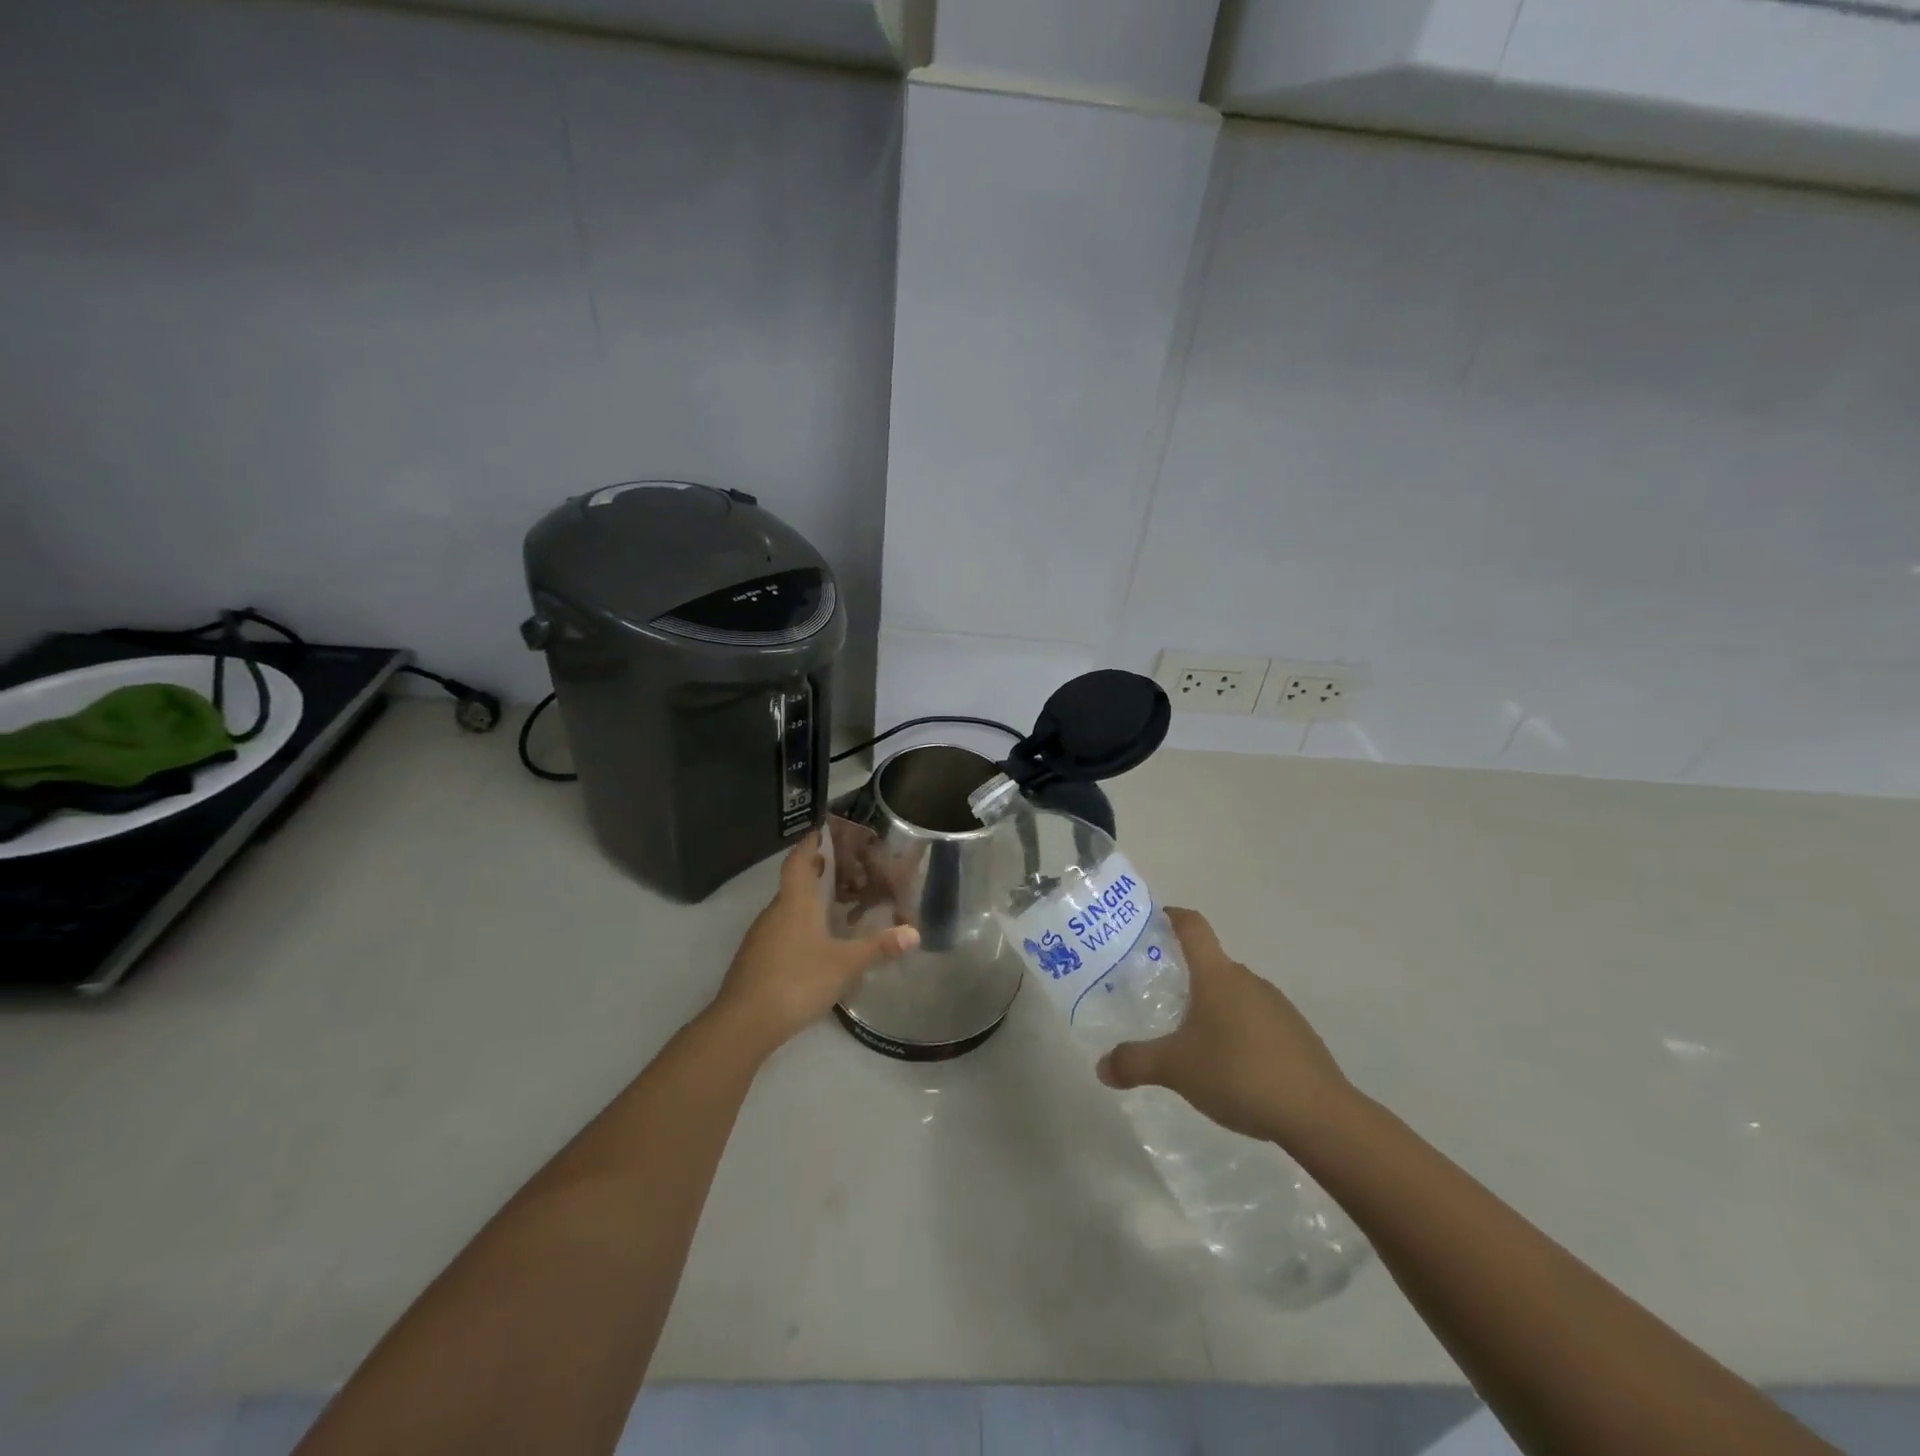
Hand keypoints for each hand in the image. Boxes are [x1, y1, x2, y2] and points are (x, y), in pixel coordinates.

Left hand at [712, 830, 918, 1057]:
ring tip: (836, 905)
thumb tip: (914, 933)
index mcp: (795, 902)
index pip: (799, 860)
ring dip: (809, 901)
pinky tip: (816, 943)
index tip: (822, 831)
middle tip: (844, 869)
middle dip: (817, 873)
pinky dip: (800, 926)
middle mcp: (775, 912)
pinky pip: (781, 930)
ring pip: (788, 908)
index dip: (810, 843)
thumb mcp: (845, 965)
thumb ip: (879, 947)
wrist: (743, 1023)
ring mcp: (761, 936)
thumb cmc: (797, 981)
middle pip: (795, 883)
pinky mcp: (755, 959)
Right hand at [1095, 908, 1353, 1144]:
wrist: (1319, 1114)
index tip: (1152, 920)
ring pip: (1234, 994)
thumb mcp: (1176, 1069)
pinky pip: (1256, 1020)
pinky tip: (1229, 1066)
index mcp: (1217, 975)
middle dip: (1184, 974)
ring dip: (1211, 1006)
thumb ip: (1135, 1063)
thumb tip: (1101, 1067)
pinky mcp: (1296, 1034)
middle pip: (1211, 963)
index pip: (1193, 926)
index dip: (1172, 916)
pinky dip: (1236, 1030)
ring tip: (1189, 1037)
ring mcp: (1277, 1006)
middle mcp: (1248, 980)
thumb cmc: (1239, 1073)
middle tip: (1157, 995)